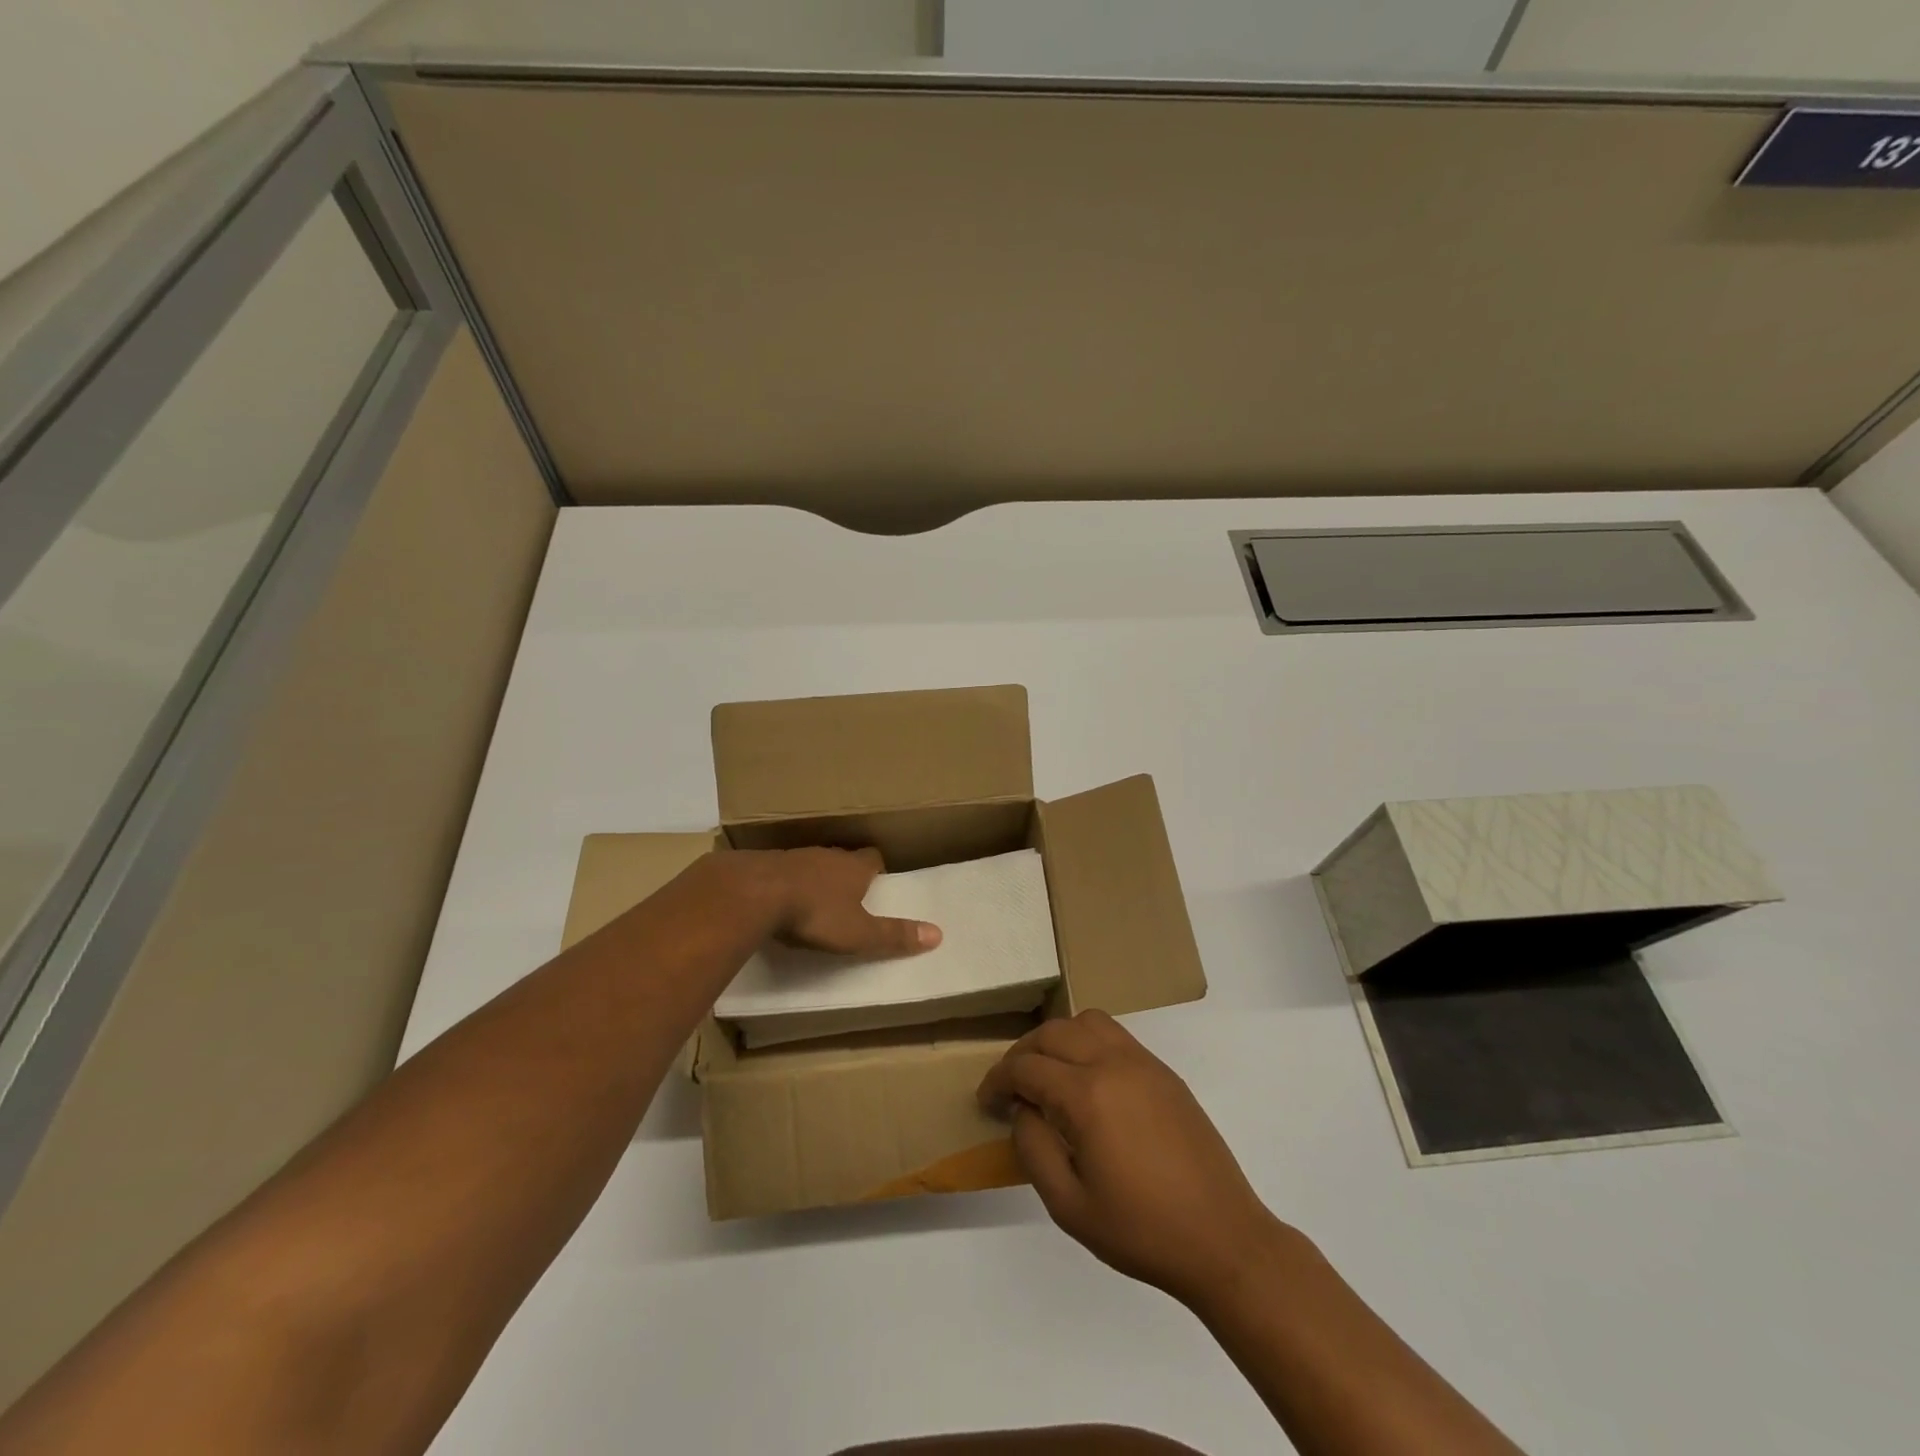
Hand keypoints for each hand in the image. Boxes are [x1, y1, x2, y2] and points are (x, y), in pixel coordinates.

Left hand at [762, 847, 941, 956]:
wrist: (755, 893)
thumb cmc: (816, 913)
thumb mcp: (859, 933)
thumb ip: (894, 935)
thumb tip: (938, 934)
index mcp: (853, 867)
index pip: (873, 858)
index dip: (877, 869)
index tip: (878, 881)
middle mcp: (826, 855)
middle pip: (842, 858)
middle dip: (846, 872)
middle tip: (849, 892)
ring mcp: (793, 857)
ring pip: (811, 863)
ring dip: (815, 877)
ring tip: (814, 898)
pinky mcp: (764, 866)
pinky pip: (782, 872)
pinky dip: (786, 883)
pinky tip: (780, 900)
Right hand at [978, 1010, 1285, 1308]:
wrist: (1223, 1239)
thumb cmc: (1142, 1230)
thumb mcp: (1069, 1205)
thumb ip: (1033, 1149)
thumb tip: (1021, 1111)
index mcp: (1087, 1095)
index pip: (1026, 1067)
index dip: (998, 1080)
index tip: (986, 1101)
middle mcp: (1113, 1063)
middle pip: (1053, 1033)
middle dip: (1023, 1054)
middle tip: (1011, 1088)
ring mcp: (1142, 1062)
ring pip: (1086, 1022)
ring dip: (1057, 1039)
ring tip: (1049, 1075)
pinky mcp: (1163, 1072)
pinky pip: (1115, 1035)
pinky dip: (1088, 1041)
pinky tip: (1087, 1081)